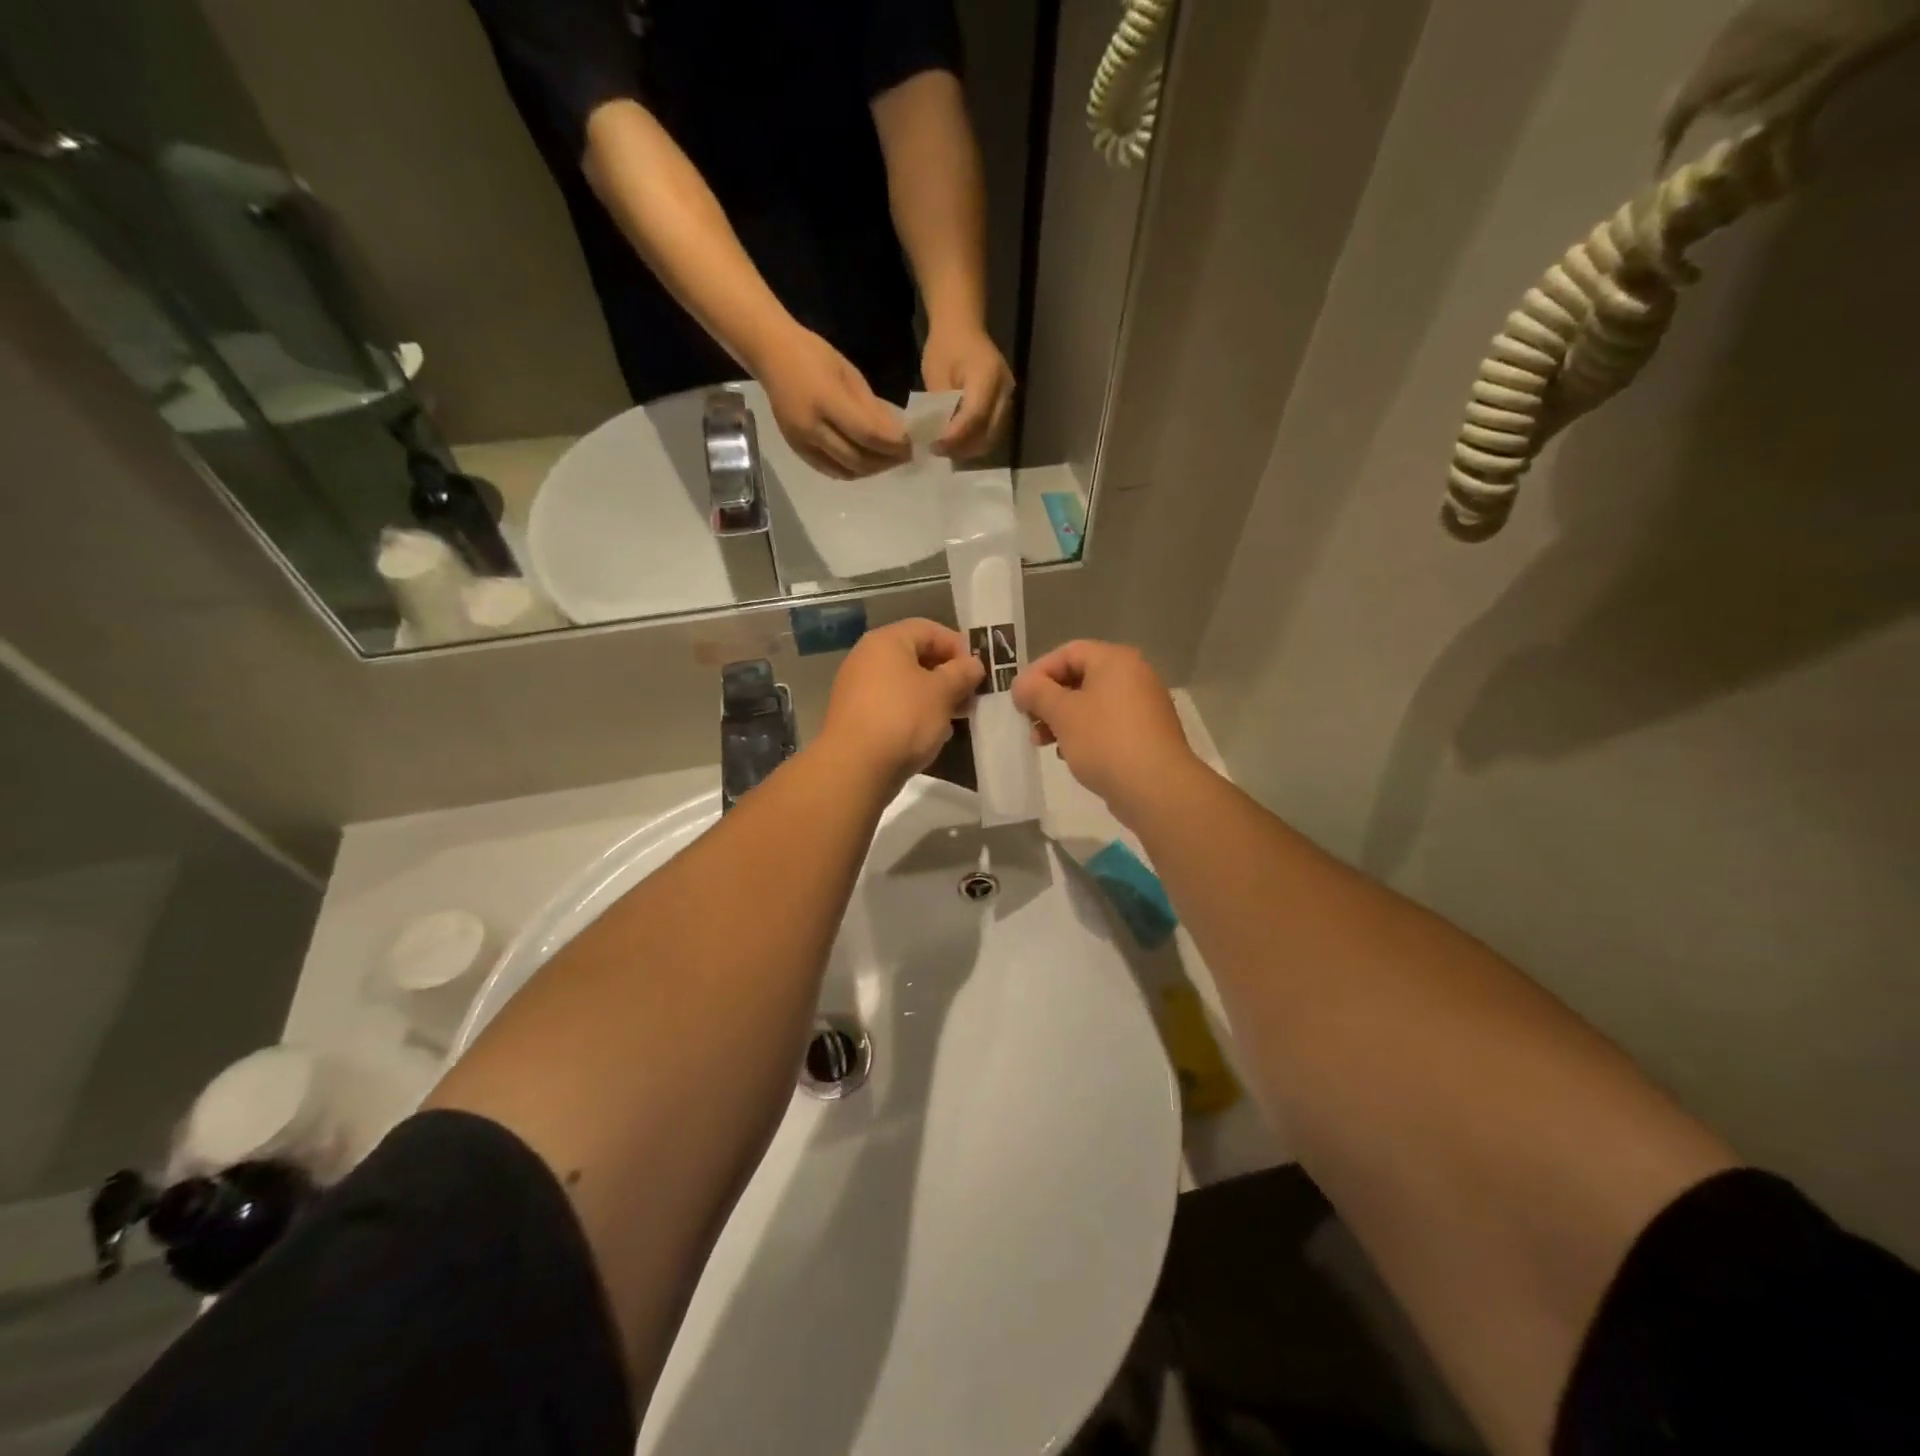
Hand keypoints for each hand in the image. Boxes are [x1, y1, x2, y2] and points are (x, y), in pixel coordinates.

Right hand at [757, 325, 910, 478]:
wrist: (770, 353)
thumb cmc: (814, 355)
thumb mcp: (849, 374)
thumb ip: (872, 408)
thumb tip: (897, 434)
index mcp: (826, 400)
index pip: (867, 434)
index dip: (893, 444)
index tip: (910, 445)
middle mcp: (812, 427)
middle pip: (858, 458)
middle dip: (886, 460)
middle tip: (904, 456)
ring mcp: (802, 442)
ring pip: (846, 470)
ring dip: (872, 470)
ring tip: (888, 461)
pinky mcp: (797, 450)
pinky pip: (830, 470)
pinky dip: (852, 471)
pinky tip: (865, 464)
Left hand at [819, 619, 985, 790]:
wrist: (855, 767)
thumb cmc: (903, 718)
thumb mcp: (942, 692)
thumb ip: (962, 673)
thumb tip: (974, 664)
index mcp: (886, 641)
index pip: (929, 629)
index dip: (958, 646)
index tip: (978, 670)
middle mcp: (867, 658)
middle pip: (916, 656)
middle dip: (947, 674)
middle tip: (971, 696)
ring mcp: (858, 688)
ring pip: (906, 684)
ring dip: (934, 696)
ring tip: (956, 717)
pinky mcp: (857, 716)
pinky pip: (893, 705)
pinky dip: (914, 713)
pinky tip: (931, 733)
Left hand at [922, 324, 1013, 459]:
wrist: (962, 326)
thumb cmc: (945, 346)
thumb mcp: (936, 374)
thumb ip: (941, 407)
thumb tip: (940, 437)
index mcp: (987, 376)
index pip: (974, 416)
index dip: (955, 436)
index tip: (936, 445)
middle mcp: (1004, 389)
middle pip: (988, 432)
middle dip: (963, 447)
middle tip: (939, 451)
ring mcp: (1008, 398)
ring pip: (993, 436)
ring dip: (970, 448)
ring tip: (947, 449)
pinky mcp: (1004, 404)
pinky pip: (993, 431)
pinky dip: (976, 441)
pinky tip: (958, 442)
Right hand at [1012, 641, 1204, 825]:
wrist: (1156, 788)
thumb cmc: (1104, 741)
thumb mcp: (1062, 713)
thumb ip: (1036, 692)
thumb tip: (1022, 684)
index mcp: (1115, 660)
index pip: (1067, 652)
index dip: (1038, 672)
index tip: (1019, 699)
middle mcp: (1134, 675)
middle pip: (1080, 677)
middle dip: (1048, 700)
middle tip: (1029, 722)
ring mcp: (1144, 705)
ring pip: (1092, 703)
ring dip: (1062, 719)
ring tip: (1043, 743)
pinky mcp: (1146, 733)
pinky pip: (1107, 724)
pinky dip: (1084, 733)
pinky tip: (1069, 754)